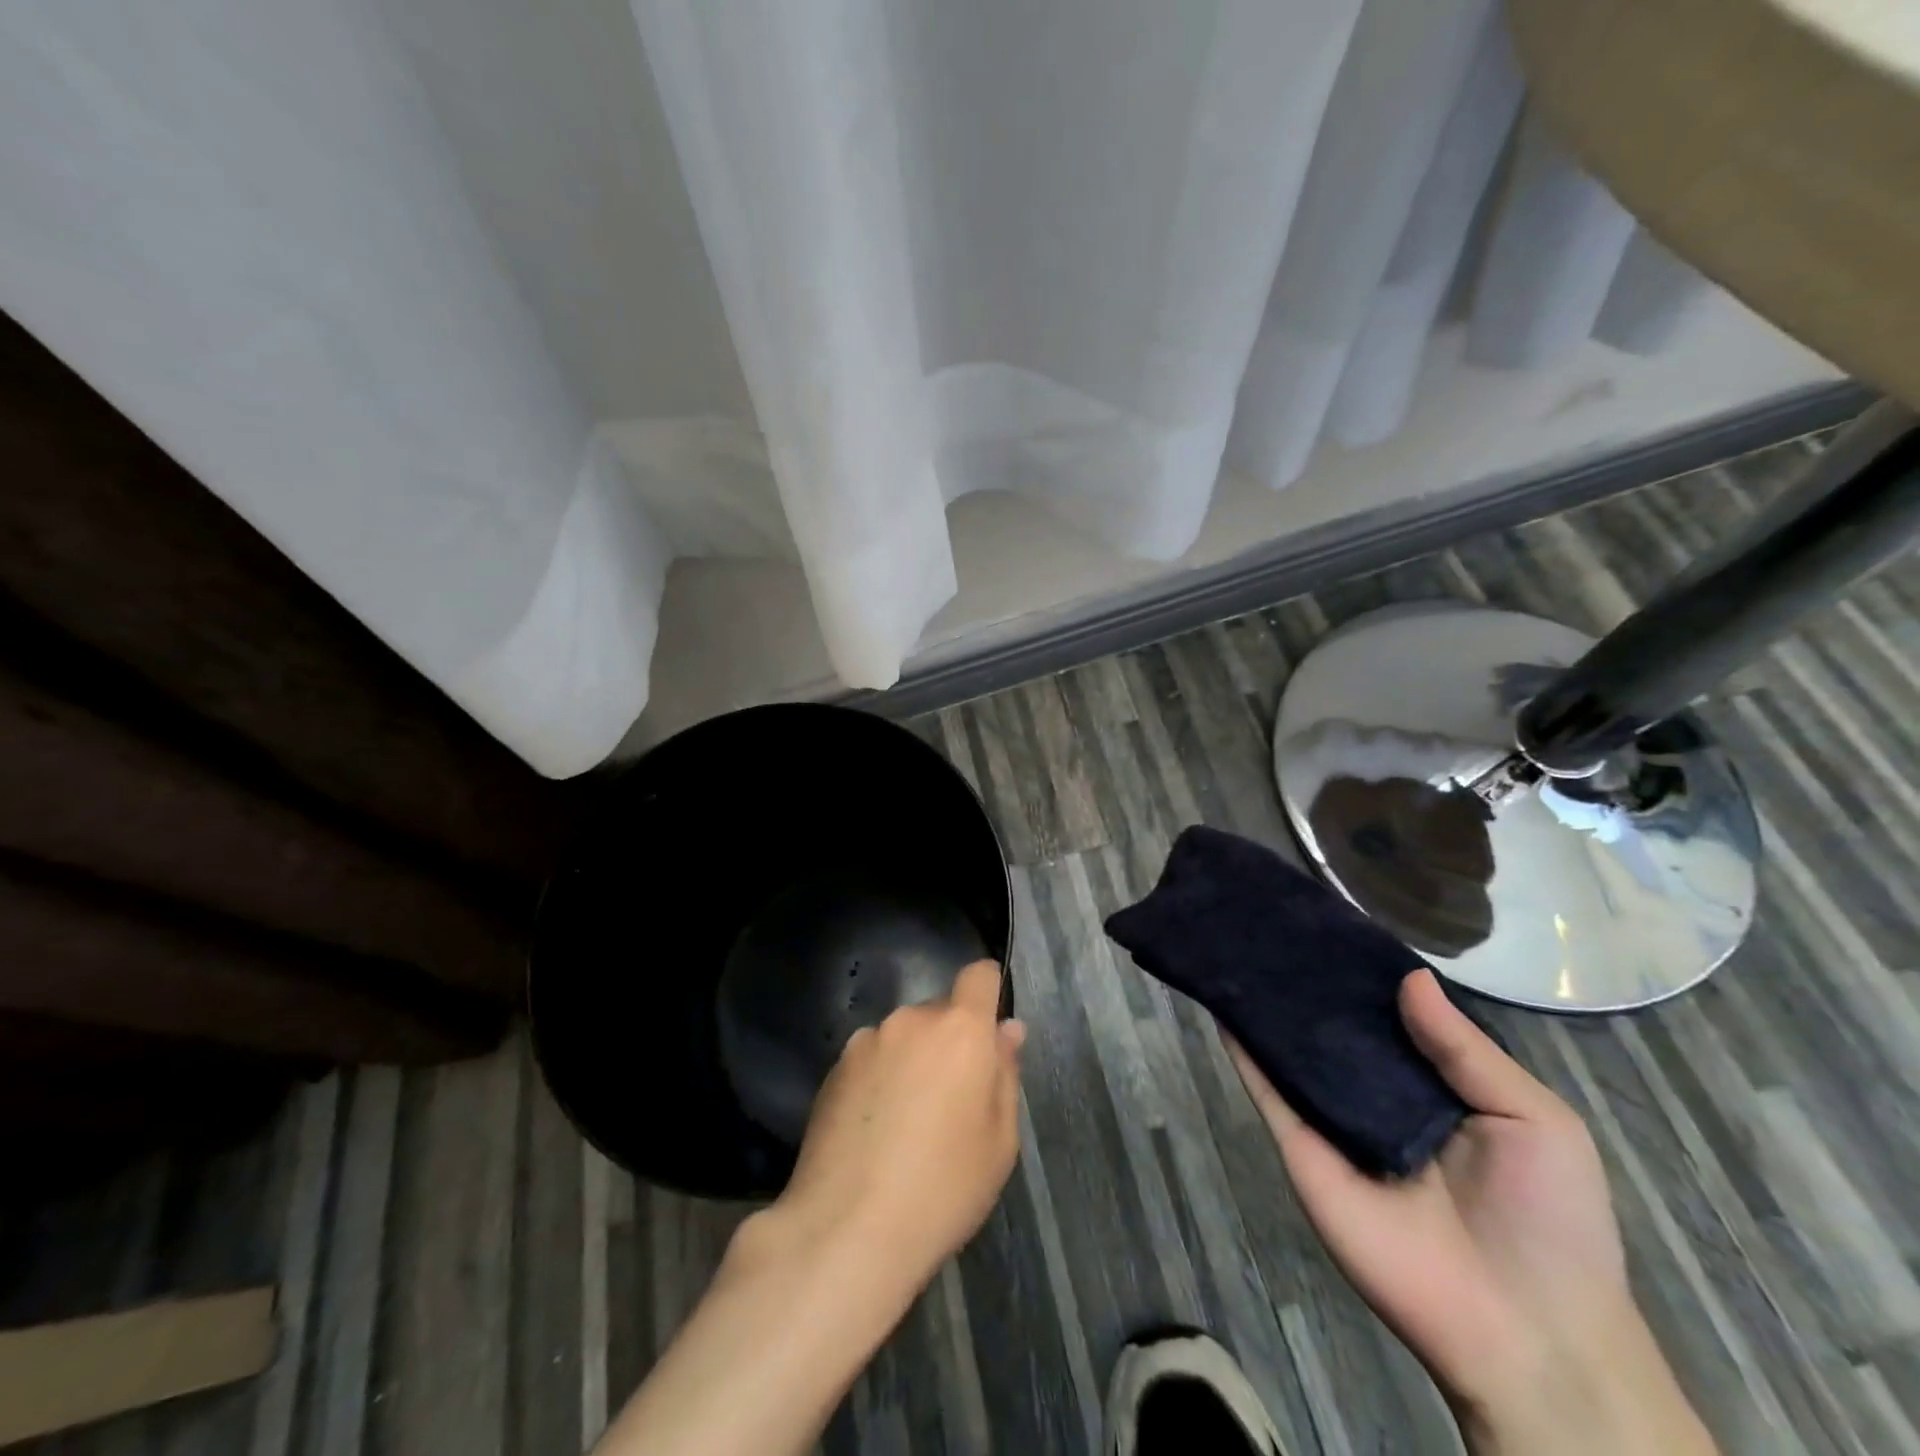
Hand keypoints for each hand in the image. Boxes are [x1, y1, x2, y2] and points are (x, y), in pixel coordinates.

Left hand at [599, 964, 1022, 1455]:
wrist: (847, 1229)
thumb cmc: (943, 1188)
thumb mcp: (999, 1141)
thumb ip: (1005, 1073)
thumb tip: (1008, 1029)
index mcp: (960, 1029)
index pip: (978, 976)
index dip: (988, 990)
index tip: (989, 1026)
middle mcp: (911, 1020)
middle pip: (940, 1011)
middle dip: (951, 1040)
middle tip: (952, 1098)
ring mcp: (867, 1041)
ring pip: (903, 1036)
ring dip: (912, 1059)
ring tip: (907, 1121)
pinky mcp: (834, 1067)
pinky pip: (871, 1058)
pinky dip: (879, 1078)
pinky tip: (874, 1130)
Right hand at [1228, 969, 1714, 1454]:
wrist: (1526, 1334)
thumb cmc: (1550, 1220)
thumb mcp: (1534, 1121)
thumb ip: (1465, 1049)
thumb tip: (1409, 976)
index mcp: (1436, 1088)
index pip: (1391, 1018)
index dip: (1366, 975)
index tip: (1332, 926)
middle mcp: (1377, 1097)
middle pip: (1334, 1029)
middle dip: (1309, 984)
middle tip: (1273, 926)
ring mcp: (1334, 1122)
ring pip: (1294, 1052)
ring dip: (1268, 1008)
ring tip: (1239, 948)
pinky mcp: (1303, 1148)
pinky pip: (1269, 1092)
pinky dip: (1243, 1051)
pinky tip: (1223, 1005)